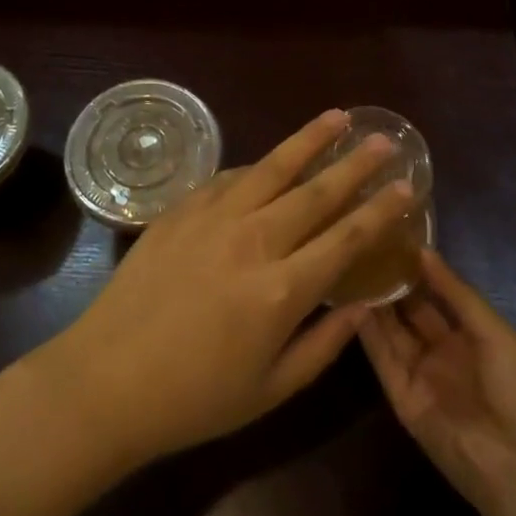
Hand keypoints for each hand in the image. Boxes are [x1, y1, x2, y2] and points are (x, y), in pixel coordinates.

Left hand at [35, 110, 417, 468]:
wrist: (107, 379)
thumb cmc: (194, 398)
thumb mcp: (271, 389)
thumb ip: (323, 344)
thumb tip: (362, 303)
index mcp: (281, 290)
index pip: (347, 238)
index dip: (382, 210)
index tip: (408, 185)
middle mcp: (254, 240)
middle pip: (316, 191)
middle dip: (355, 164)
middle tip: (384, 140)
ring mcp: (213, 218)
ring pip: (272, 167)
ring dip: (309, 140)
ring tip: (338, 118)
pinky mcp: (180, 209)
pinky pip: (229, 178)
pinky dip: (256, 167)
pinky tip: (269, 162)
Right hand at [360, 248, 515, 515]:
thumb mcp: (496, 333)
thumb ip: (456, 293)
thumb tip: (423, 251)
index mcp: (474, 338)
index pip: (437, 295)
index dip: (417, 270)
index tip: (390, 237)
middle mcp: (444, 354)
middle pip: (410, 312)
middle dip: (390, 283)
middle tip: (361, 246)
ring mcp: (421, 376)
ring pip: (391, 332)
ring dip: (373, 303)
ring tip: (348, 264)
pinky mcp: (402, 399)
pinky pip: (382, 360)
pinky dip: (367, 333)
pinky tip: (350, 301)